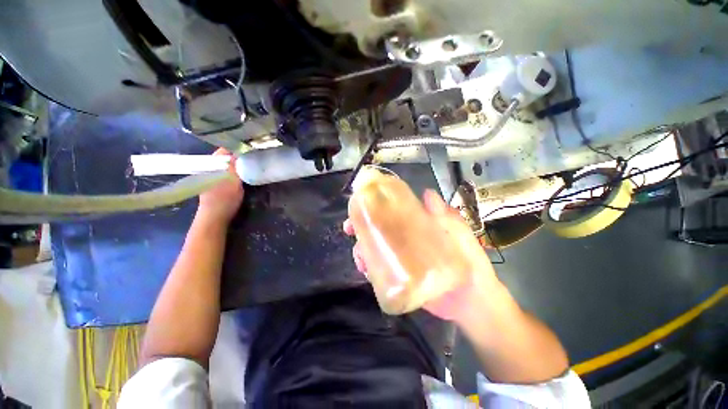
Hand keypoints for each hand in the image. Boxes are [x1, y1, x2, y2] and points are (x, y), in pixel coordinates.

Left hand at [197, 148, 244, 224]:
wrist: (214, 217)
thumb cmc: (224, 198)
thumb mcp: (233, 181)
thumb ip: (236, 166)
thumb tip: (240, 152)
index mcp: (212, 166)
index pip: (223, 151)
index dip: (236, 149)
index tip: (250, 150)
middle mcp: (210, 169)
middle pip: (224, 158)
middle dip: (237, 157)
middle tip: (252, 158)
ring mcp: (211, 177)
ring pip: (225, 166)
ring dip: (236, 165)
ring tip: (249, 166)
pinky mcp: (215, 184)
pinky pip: (225, 173)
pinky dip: (233, 172)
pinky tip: (242, 176)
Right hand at [343, 188, 499, 321]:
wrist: (473, 300)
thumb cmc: (469, 262)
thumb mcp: (459, 234)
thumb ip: (446, 216)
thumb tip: (427, 193)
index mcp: (418, 227)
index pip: (393, 213)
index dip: (376, 208)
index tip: (362, 205)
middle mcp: (406, 241)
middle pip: (379, 230)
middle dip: (361, 228)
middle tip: (349, 229)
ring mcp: (402, 260)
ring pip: (375, 250)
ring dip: (362, 249)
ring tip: (359, 255)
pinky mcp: (400, 277)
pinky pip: (380, 270)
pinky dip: (369, 268)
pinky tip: (365, 269)